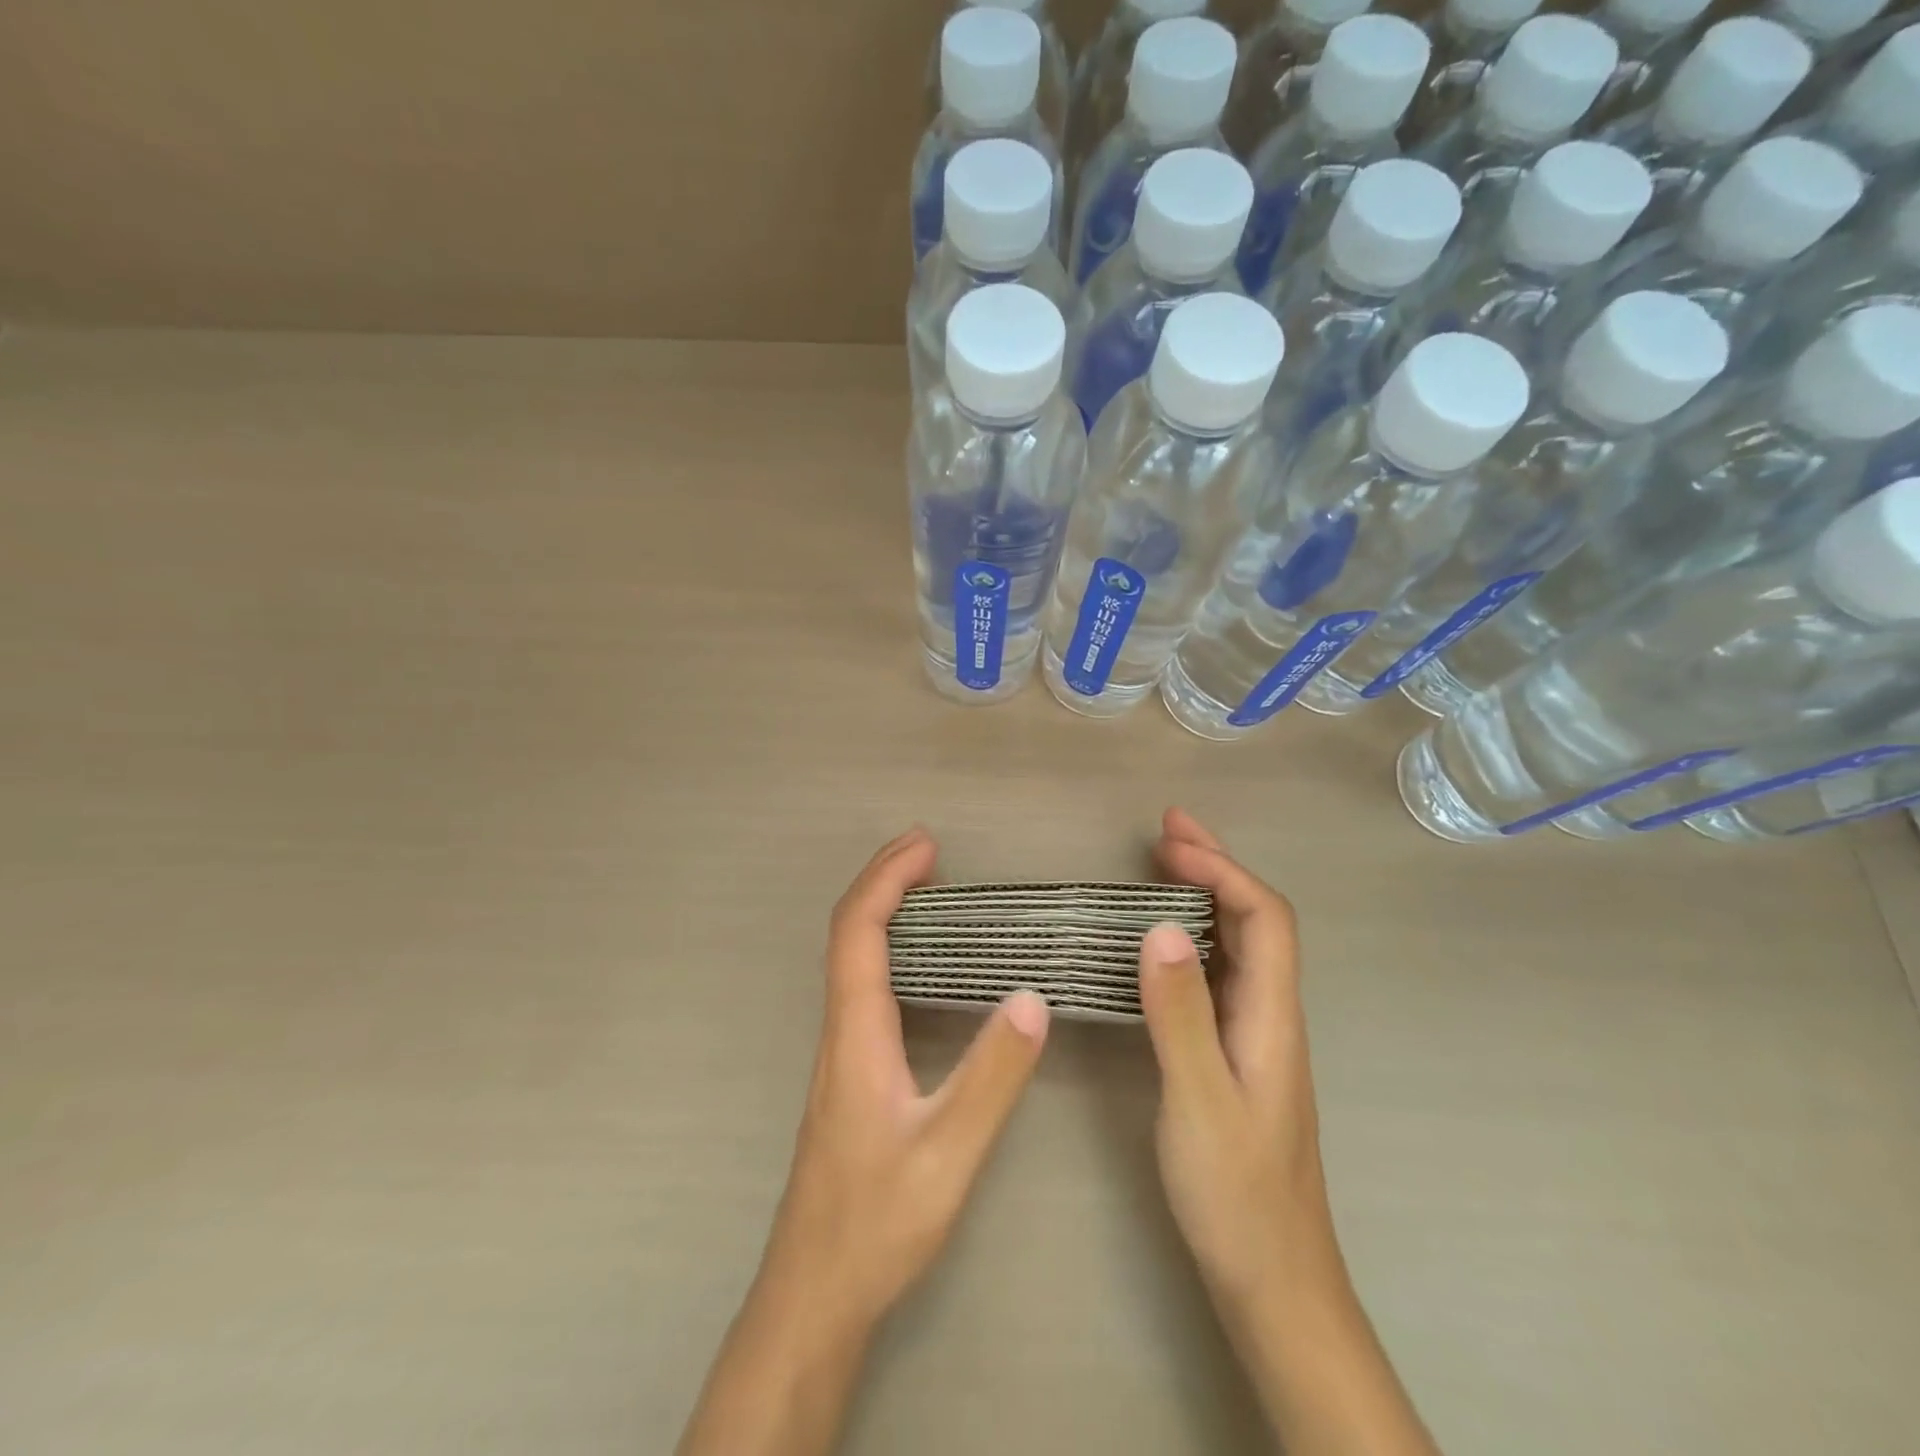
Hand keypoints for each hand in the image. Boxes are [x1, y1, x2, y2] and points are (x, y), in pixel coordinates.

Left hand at [760, 826, 1050, 1335]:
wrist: (814, 1293)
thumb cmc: (877, 1223)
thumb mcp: (949, 1152)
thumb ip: (992, 1076)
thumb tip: (1030, 997)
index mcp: (856, 1032)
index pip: (858, 931)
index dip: (886, 878)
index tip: (926, 844)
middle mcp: (840, 1029)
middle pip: (848, 932)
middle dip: (884, 880)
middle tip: (929, 850)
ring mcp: (839, 1051)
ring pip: (850, 958)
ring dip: (883, 910)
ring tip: (928, 888)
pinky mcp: (848, 1071)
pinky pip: (861, 984)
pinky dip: (887, 947)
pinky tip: (918, 962)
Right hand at [1140, 808, 1336, 1308]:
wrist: (1272, 1279)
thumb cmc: (1236, 1194)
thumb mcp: (1199, 1101)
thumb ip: (1181, 1015)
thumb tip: (1161, 927)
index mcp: (1272, 1017)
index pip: (1264, 917)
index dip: (1222, 870)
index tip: (1169, 844)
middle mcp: (1272, 1014)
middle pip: (1257, 920)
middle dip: (1215, 866)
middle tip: (1165, 830)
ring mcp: (1256, 1034)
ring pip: (1239, 945)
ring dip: (1205, 895)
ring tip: (1161, 865)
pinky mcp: (1236, 1053)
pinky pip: (1219, 973)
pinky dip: (1192, 936)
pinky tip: (1163, 940)